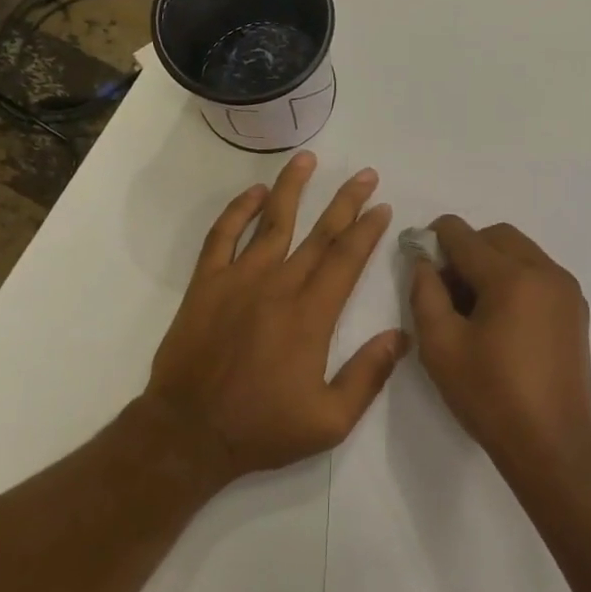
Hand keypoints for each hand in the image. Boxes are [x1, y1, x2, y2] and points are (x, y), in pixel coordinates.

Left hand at [145, 152, 407, 480]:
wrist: (189, 433)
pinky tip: (253, 193)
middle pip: (319, 233)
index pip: (346, 259)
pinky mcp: (206, 285)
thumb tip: (401, 337)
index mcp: (311, 315)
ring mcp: (238, 280)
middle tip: (366, 174)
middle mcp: (278, 286)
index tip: (382, 207)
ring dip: (292, 188)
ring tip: (308, 159)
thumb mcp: (330, 420)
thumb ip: (368, 376)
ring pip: (271, 222)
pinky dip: (237, 211)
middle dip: (346, 201)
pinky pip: (222, 237)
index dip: (368, 229)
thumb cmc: (262, 428)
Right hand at [409, 216, 590, 477]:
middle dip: (465, 249)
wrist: (554, 445)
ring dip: (491, 264)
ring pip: (520, 252)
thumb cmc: (491, 396)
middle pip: (496, 236)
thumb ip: (425, 293)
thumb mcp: (441, 346)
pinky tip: (499, 321)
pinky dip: (514, 280)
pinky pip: (538, 274)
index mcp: (512, 276)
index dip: (433, 239)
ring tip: (471, 309)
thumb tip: (424, 261)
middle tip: (444, 290)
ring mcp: (567, 290)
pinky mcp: (576, 311)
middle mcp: (546, 271)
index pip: (463, 234)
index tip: (418, 261)